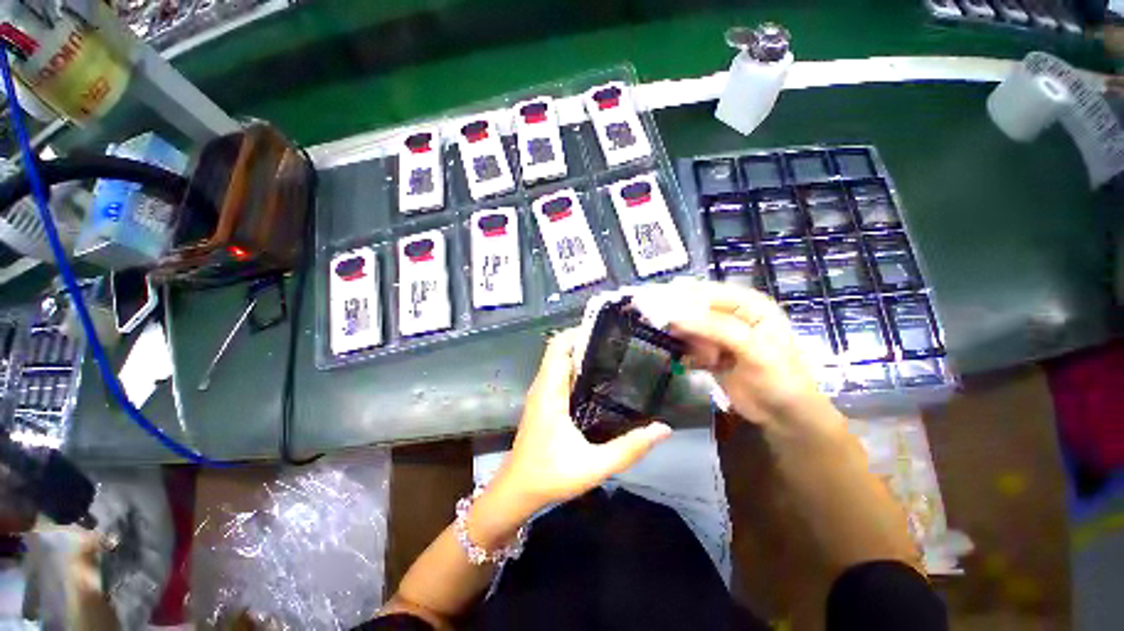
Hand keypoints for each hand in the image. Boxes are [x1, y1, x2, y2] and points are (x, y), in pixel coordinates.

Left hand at [491, 329, 670, 513]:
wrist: (516, 491)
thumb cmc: (550, 476)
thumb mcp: (593, 466)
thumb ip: (629, 449)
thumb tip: (663, 429)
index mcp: (550, 392)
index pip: (558, 347)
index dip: (578, 333)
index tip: (606, 331)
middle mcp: (543, 386)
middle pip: (560, 350)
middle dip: (586, 341)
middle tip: (618, 344)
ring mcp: (541, 393)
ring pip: (559, 361)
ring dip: (581, 354)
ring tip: (613, 356)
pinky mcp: (543, 402)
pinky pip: (559, 375)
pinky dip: (577, 369)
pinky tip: (599, 381)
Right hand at [669, 281, 833, 427]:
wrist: (784, 416)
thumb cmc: (779, 377)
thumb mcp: (753, 348)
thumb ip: (716, 329)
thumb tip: (677, 318)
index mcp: (748, 304)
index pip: (709, 292)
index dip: (684, 297)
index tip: (659, 307)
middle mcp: (731, 315)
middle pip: (695, 309)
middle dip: (683, 322)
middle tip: (676, 336)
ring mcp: (719, 335)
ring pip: (689, 328)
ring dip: (686, 341)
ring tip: (702, 358)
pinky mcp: (709, 352)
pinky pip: (689, 346)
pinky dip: (686, 354)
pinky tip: (693, 364)